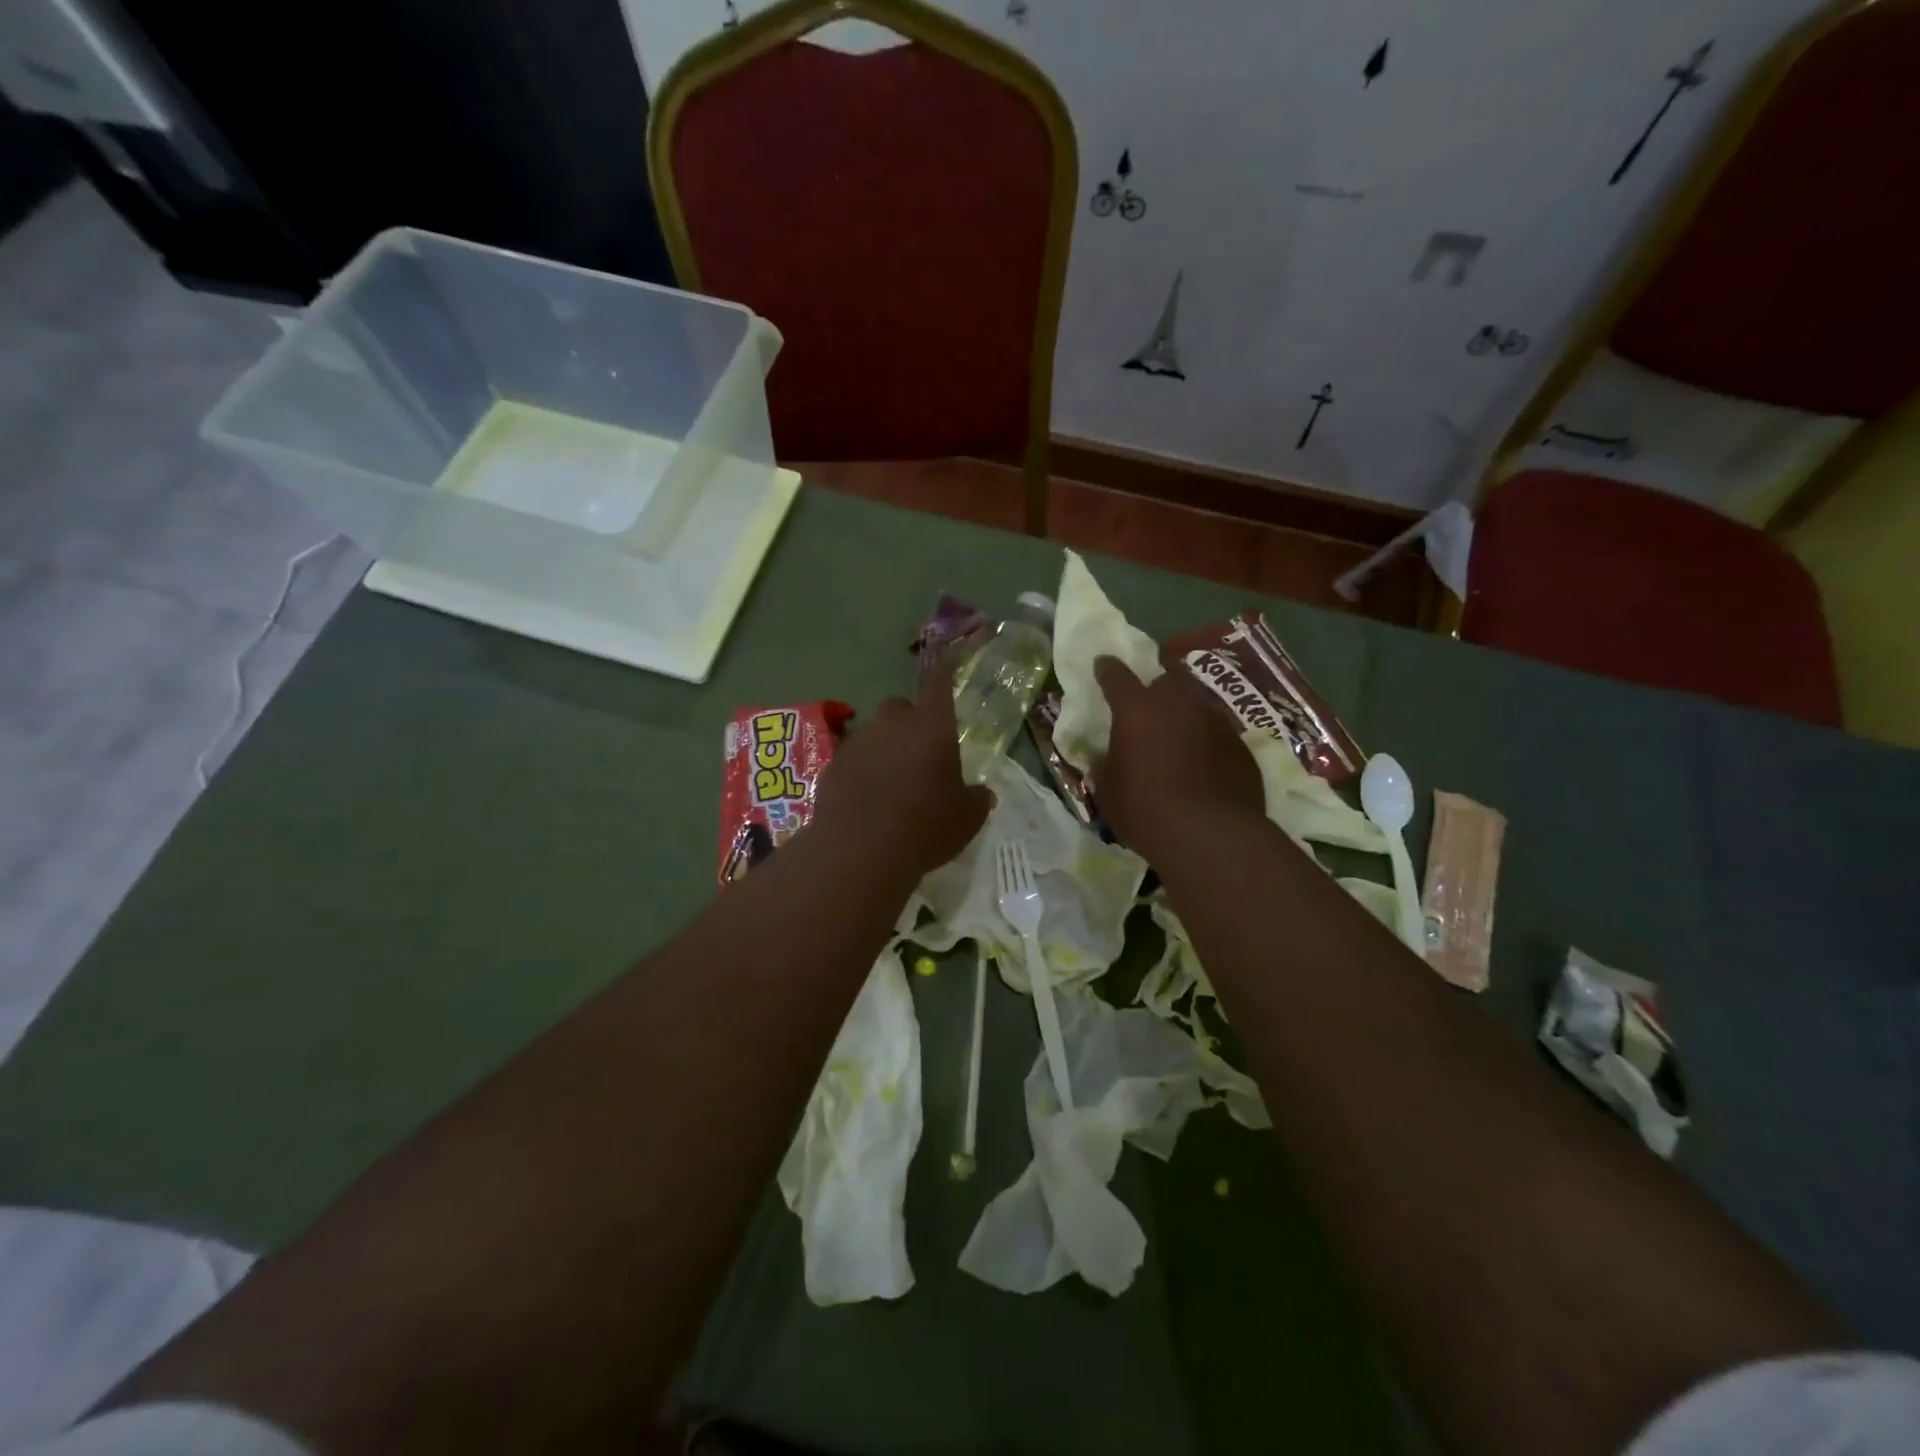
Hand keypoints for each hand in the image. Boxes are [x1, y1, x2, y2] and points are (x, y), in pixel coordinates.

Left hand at [814, 666, 992, 880]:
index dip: (945, 675)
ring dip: (884, 748)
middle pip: (901, 708)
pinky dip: (861, 771)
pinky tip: (867, 800)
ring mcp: (858, 742)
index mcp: (932, 726)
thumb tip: (981, 793)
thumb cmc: (926, 827)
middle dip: (910, 723)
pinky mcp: (832, 766)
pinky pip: (853, 759)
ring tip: (892, 782)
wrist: (860, 851)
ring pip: (874, 733)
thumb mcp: (967, 818)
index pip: (940, 685)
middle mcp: (893, 723)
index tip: (946, 666)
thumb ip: (976, 798)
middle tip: (920, 753)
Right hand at [1093, 655, 1264, 858]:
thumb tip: (1102, 755)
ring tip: (1179, 742)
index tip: (1103, 665)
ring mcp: (1216, 722)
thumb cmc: (1146, 811)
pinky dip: (1208, 743)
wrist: (1211, 836)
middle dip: (1155, 692)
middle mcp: (1179, 704)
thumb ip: (1104, 765)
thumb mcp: (1108, 792)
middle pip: (1165, 682)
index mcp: (1137, 710)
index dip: (1108, 670)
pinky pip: (1219, 734)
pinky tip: (1205, 768)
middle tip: (1147, 712)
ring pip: (1196, 706)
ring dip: (1184, 717)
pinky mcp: (1242, 746)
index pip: (1117, 676)